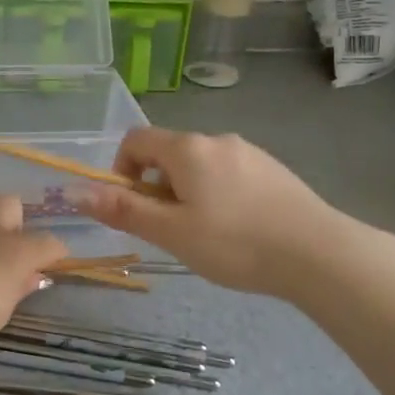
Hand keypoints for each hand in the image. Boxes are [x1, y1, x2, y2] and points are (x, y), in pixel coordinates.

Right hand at [77, 127, 356, 297]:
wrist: (319, 254)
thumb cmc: (235, 243)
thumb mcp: (171, 232)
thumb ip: (124, 209)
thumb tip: (75, 191)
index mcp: (187, 148)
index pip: (136, 140)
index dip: (121, 170)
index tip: (134, 207)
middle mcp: (217, 140)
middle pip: (168, 153)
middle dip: (157, 187)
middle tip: (171, 230)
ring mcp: (249, 152)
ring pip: (200, 166)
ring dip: (188, 192)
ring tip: (206, 235)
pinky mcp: (273, 170)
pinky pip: (229, 174)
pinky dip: (218, 195)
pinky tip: (238, 230)